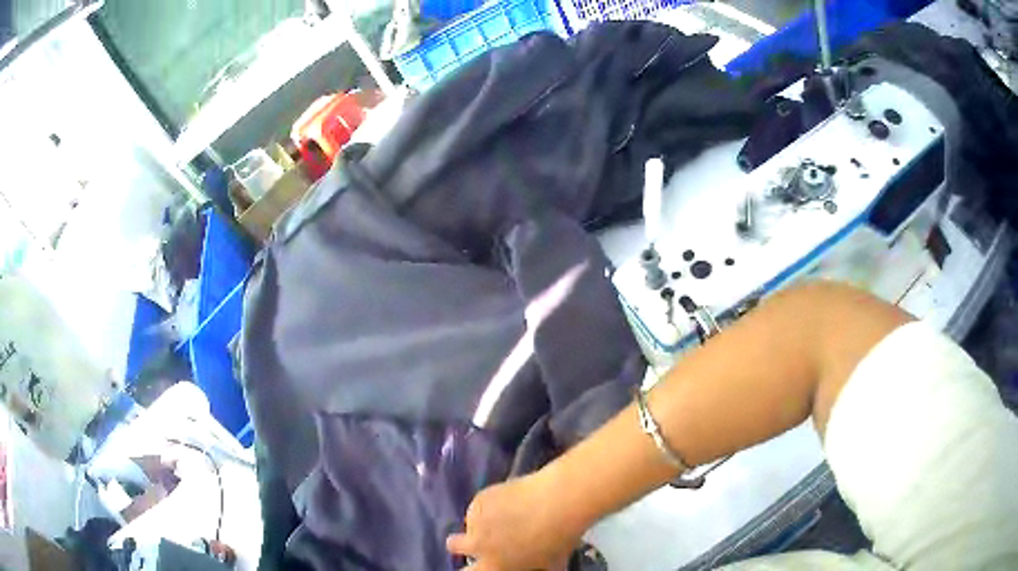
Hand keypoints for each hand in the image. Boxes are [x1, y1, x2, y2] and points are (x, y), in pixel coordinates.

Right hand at [447, 469, 587, 569]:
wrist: (557, 504)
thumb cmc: (558, 540)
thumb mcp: (548, 564)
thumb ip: (531, 567)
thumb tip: (531, 565)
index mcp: (492, 567)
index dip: (472, 568)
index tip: (479, 563)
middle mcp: (476, 545)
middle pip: (452, 545)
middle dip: (462, 543)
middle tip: (482, 538)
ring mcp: (474, 520)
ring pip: (470, 522)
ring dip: (482, 521)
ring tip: (507, 514)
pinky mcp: (478, 498)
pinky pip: (479, 504)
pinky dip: (491, 503)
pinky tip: (511, 499)